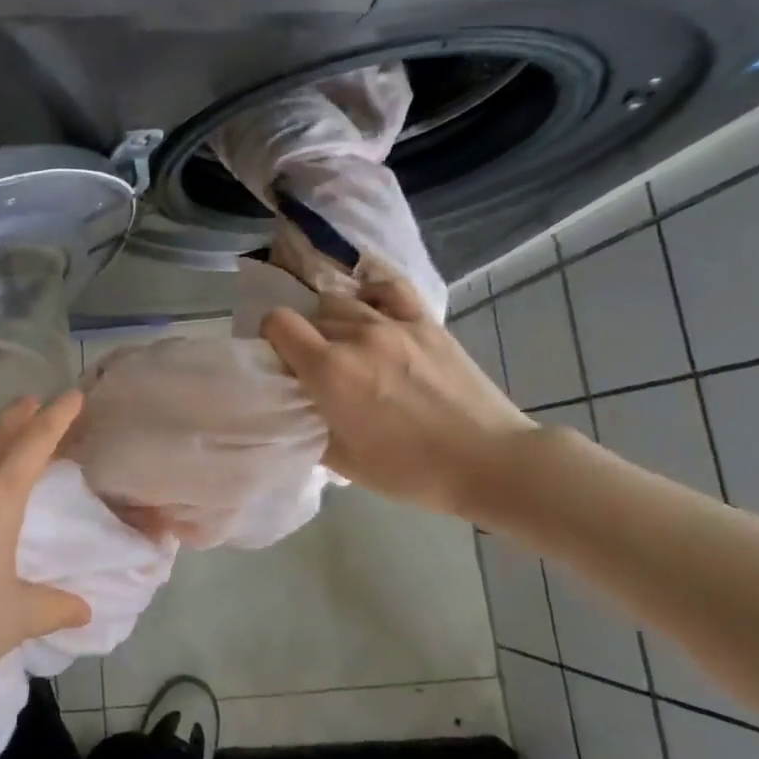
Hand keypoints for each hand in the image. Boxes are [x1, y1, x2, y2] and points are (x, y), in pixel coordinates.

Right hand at [262, 276, 537, 519]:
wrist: (489, 463)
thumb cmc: (411, 471)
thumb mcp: (343, 461)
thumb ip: (308, 425)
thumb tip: (296, 405)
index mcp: (330, 370)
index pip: (278, 322)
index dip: (270, 336)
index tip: (279, 359)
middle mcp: (357, 335)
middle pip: (311, 315)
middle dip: (304, 336)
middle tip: (316, 367)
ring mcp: (395, 323)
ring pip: (343, 301)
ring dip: (334, 321)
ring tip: (347, 346)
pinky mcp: (427, 322)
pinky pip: (389, 288)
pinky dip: (371, 293)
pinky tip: (371, 308)